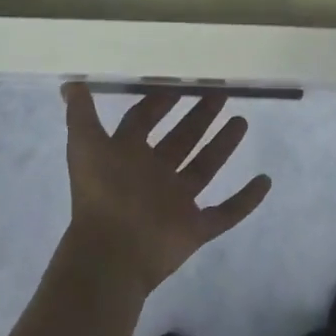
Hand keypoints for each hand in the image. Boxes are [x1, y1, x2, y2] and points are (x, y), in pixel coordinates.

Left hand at [62, 84, 272, 294]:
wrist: (110, 255)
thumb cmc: (101, 194)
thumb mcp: (85, 146)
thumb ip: (80, 114)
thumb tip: (70, 81)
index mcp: (127, 156)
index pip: (144, 121)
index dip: (159, 102)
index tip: (179, 82)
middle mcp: (153, 175)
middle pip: (180, 140)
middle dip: (198, 117)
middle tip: (221, 93)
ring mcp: (176, 203)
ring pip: (205, 168)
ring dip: (222, 146)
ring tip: (242, 121)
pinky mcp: (195, 228)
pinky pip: (226, 212)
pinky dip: (246, 200)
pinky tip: (265, 180)